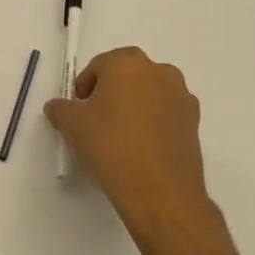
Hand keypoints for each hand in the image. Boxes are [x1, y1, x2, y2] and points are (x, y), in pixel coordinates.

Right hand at [44, 47, 220, 247]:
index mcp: (128, 62)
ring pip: (149, 94)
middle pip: (127, 76)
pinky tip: (141, 148)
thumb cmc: (111, 145)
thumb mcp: (71, 125)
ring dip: (134, 106)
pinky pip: (166, 114)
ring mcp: (182, 96)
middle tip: (97, 120)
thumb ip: (60, 108)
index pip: (98, 66)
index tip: (79, 110)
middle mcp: (159, 71)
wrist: (160, 191)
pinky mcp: (195, 122)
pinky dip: (153, 123)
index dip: (85, 87)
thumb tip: (58, 107)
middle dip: (111, 93)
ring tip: (121, 136)